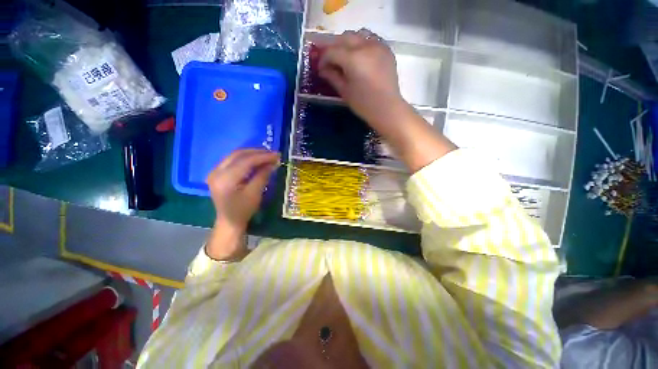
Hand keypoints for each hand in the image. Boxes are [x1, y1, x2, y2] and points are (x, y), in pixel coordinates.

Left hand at [205, 149, 279, 259]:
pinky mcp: (217, 173)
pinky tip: (256, 159)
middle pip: (238, 155)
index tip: (277, 155)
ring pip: (235, 155)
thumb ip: (263, 176)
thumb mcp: (255, 194)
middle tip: (273, 154)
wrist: (229, 221)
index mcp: (225, 179)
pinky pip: (233, 160)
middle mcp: (216, 172)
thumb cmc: (243, 210)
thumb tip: (273, 163)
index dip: (262, 157)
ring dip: (252, 154)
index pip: (246, 161)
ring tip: (267, 155)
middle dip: (257, 152)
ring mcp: (215, 171)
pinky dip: (246, 158)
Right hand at [319, 29, 455, 171]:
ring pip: (357, 35)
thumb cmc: (364, 104)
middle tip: (329, 60)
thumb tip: (322, 69)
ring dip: (347, 43)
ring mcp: (378, 46)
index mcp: (353, 59)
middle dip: (333, 47)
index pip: (332, 51)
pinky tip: (359, 56)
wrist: (387, 108)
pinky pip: (370, 39)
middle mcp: (365, 46)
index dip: (323, 58)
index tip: (320, 68)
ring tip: (344, 56)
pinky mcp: (386, 50)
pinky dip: (361, 44)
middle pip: (344, 38)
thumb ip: (332, 76)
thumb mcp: (345, 91)